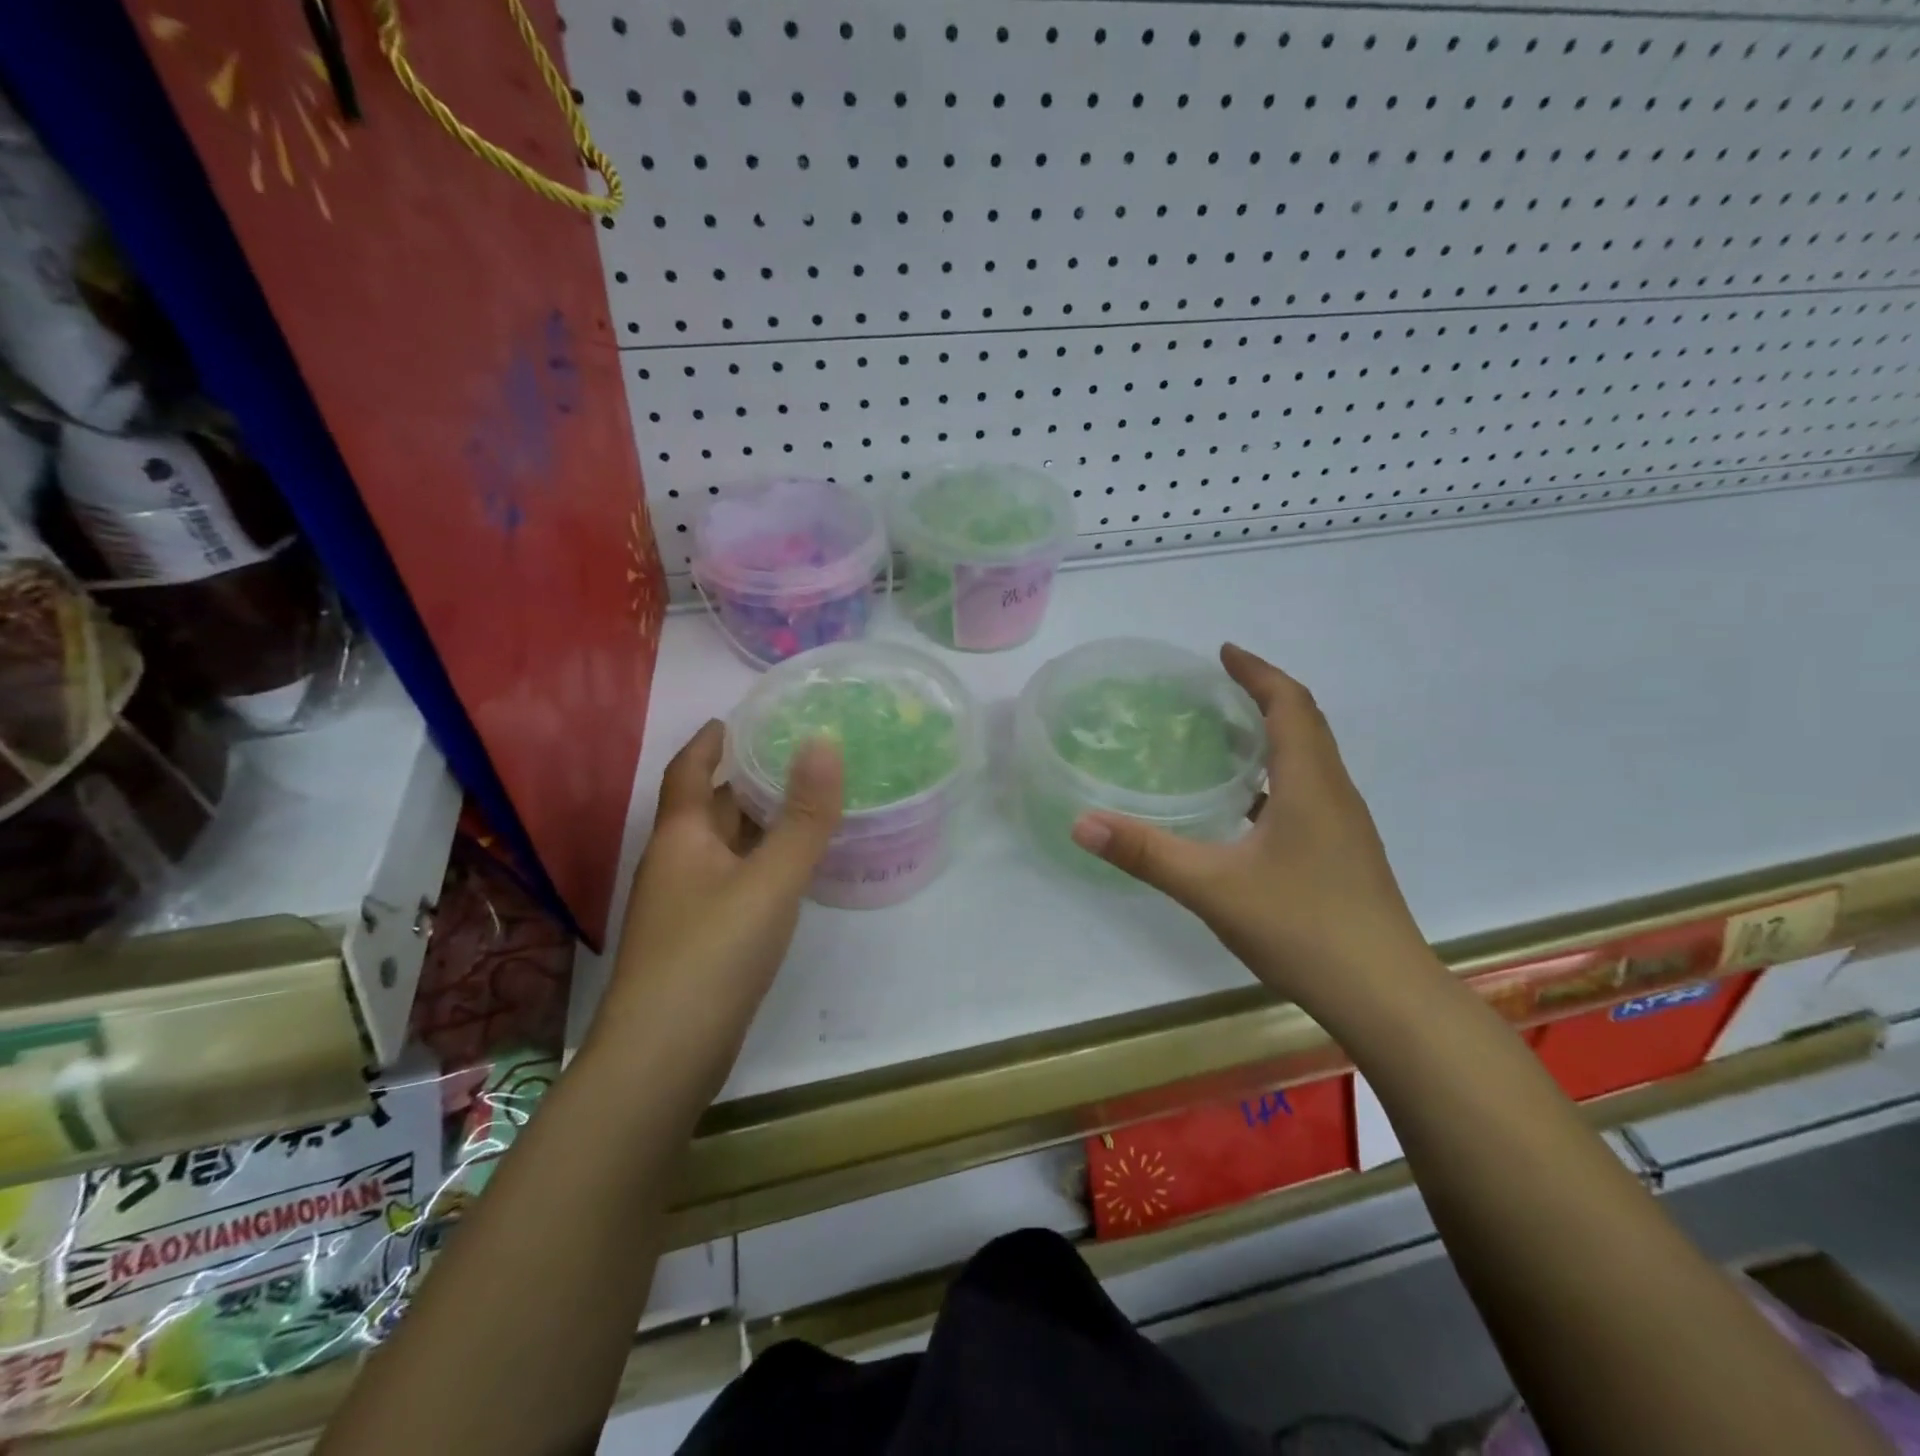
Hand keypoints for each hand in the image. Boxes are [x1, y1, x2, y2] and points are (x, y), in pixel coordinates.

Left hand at [590, 720, 842, 1094]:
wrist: (663, 1056)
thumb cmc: (713, 953)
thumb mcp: (770, 879)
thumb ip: (803, 816)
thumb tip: (824, 744)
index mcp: (681, 837)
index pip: (689, 771)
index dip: (709, 741)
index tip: (736, 718)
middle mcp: (676, 864)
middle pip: (708, 808)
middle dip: (744, 780)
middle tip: (793, 757)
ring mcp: (683, 906)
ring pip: (722, 848)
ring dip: (755, 824)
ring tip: (803, 805)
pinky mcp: (698, 940)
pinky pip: (731, 881)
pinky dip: (759, 864)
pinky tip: (788, 872)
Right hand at [1070, 644, 1435, 1009]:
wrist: (1385, 996)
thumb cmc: (1302, 928)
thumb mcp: (1212, 887)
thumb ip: (1145, 854)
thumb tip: (1081, 823)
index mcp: (1310, 784)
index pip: (1290, 704)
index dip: (1258, 672)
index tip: (1223, 652)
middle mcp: (1334, 794)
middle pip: (1306, 724)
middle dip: (1265, 695)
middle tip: (1218, 688)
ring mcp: (1345, 827)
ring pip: (1311, 760)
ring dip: (1274, 735)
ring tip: (1225, 738)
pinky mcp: (1344, 855)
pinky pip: (1310, 792)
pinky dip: (1277, 776)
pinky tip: (1246, 808)